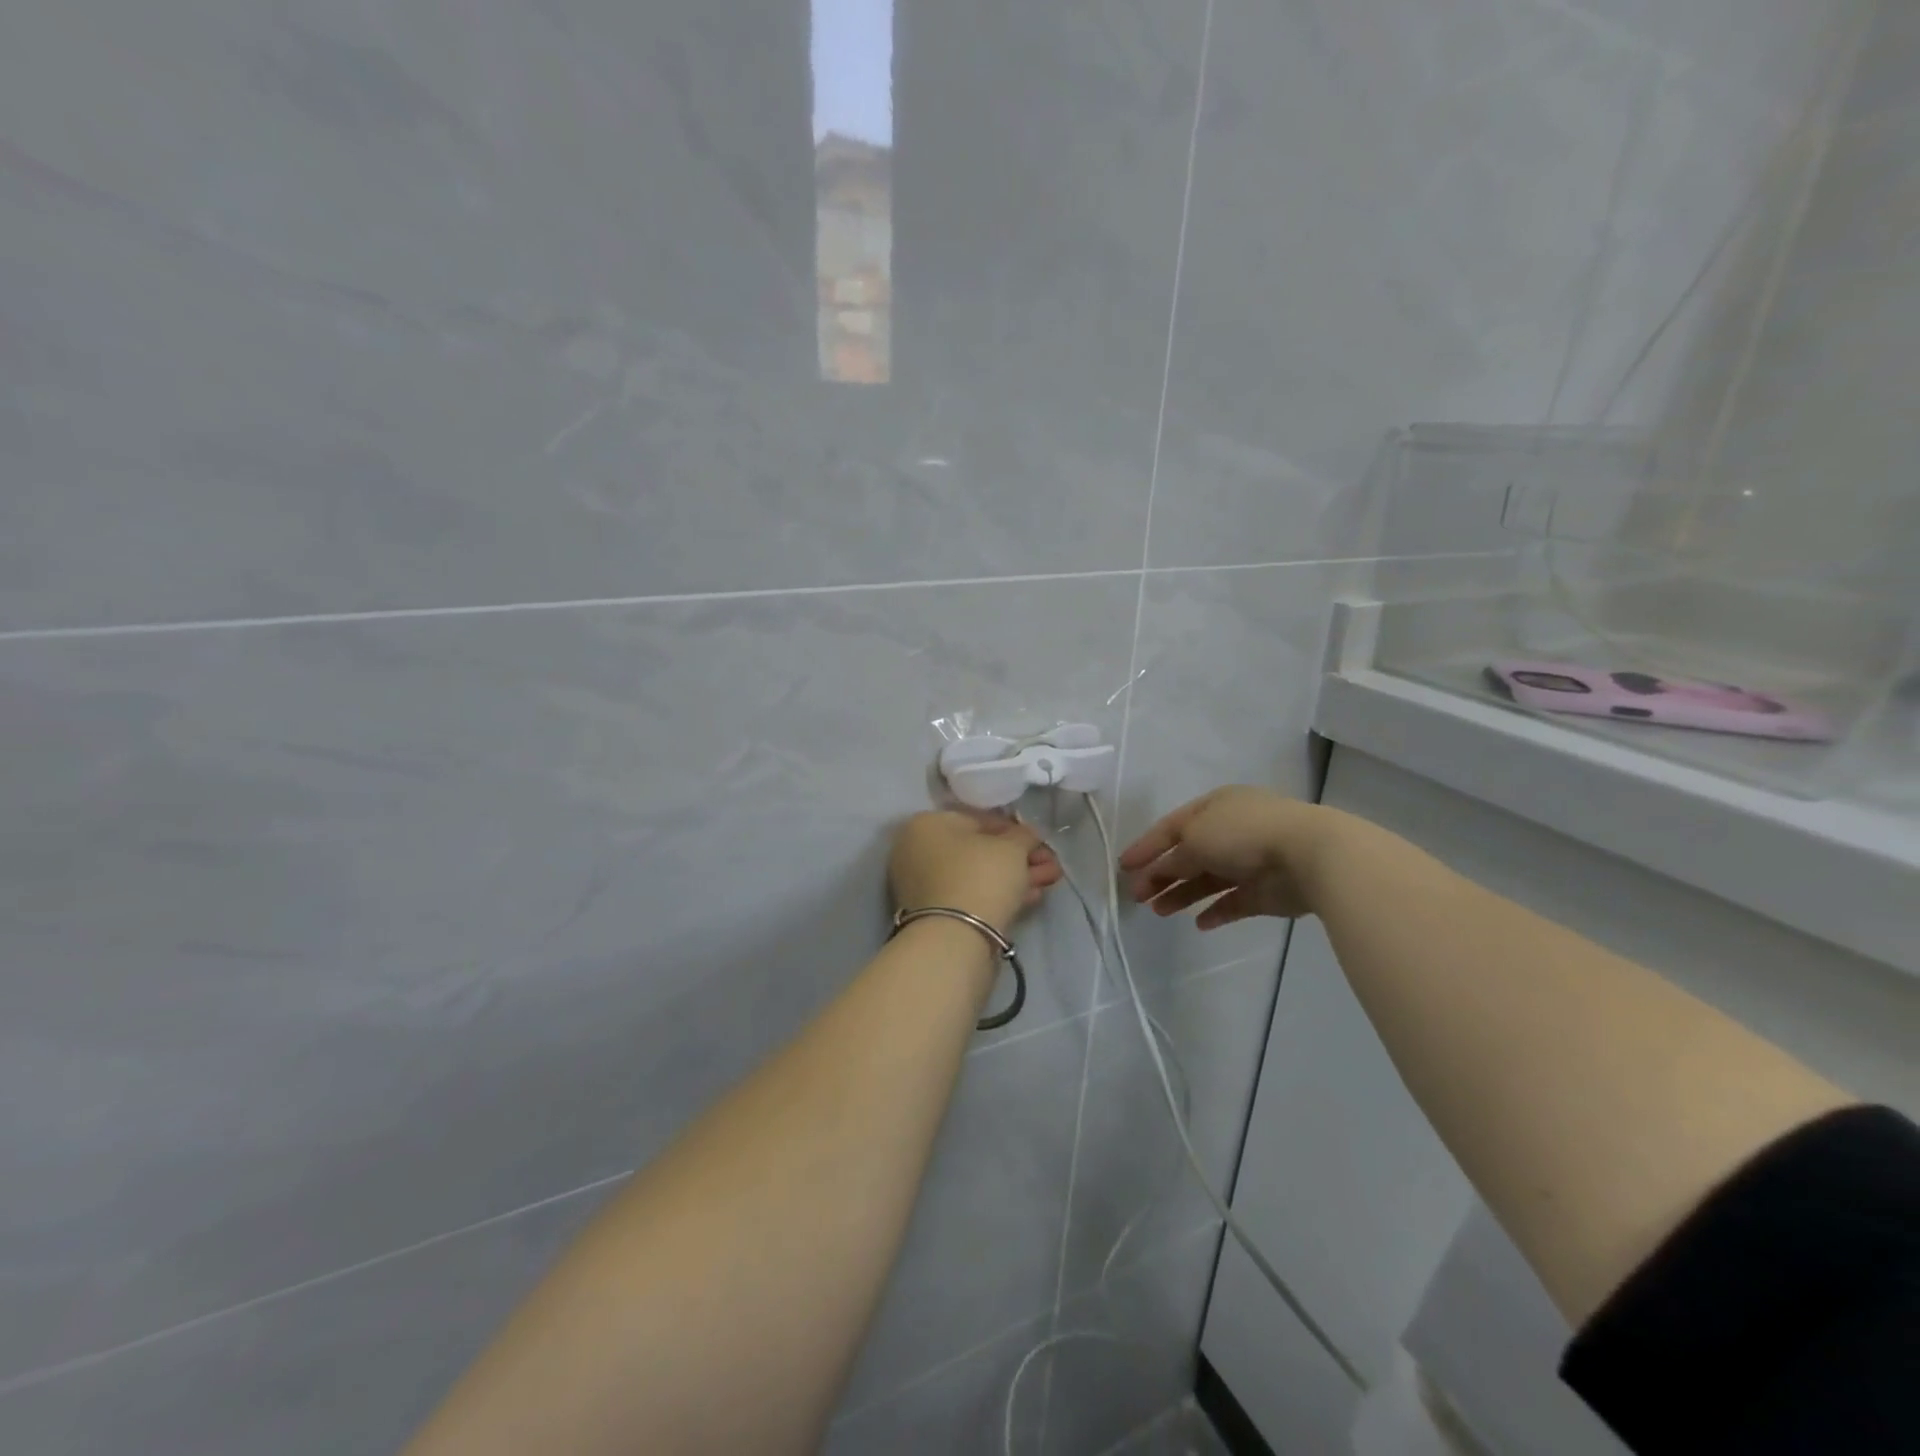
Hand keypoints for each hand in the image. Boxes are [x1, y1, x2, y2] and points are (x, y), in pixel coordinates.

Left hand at [889, 810, 1061, 934]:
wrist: (956, 938)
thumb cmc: (980, 875)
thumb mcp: (1012, 847)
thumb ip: (1023, 835)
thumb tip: (1028, 835)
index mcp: (927, 824)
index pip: (978, 820)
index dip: (1015, 830)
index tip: (1040, 841)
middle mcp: (918, 851)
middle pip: (979, 850)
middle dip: (1020, 857)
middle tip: (1050, 864)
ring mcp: (924, 886)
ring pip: (978, 875)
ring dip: (1016, 876)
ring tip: (1051, 880)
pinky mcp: (936, 916)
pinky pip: (972, 896)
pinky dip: (1000, 894)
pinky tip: (1032, 897)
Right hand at [1119, 786, 1335, 926]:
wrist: (1308, 854)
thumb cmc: (1243, 834)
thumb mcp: (1195, 837)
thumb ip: (1172, 858)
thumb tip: (1159, 871)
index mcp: (1214, 807)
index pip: (1171, 827)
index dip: (1146, 846)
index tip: (1123, 866)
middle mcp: (1231, 831)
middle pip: (1188, 855)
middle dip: (1161, 875)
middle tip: (1137, 896)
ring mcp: (1250, 862)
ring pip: (1208, 880)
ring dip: (1182, 894)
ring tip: (1159, 912)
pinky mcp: (1265, 892)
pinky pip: (1234, 902)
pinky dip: (1216, 911)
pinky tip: (1198, 923)